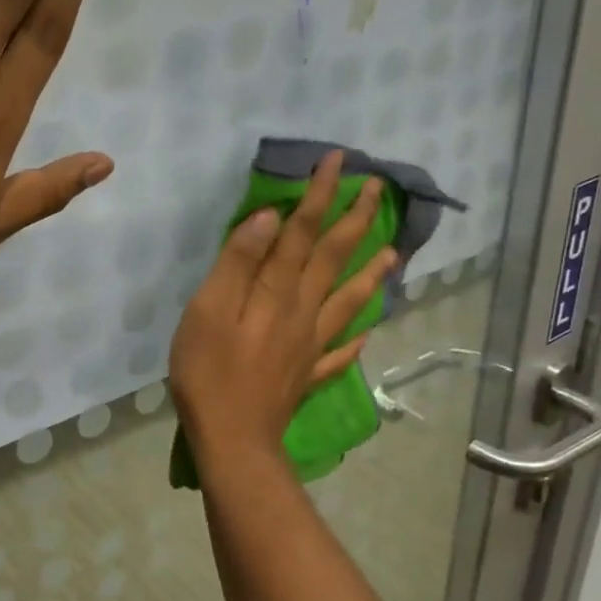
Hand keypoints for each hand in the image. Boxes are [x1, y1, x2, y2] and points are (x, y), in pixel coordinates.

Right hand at [170, 150, 397, 462]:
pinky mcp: (306, 375)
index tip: (339, 160)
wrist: (233, 440)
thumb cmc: (209, 373)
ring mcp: (310, 346)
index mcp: (277, 292)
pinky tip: (364, 335)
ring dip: (370, 273)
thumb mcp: (208, 310)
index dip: (320, 195)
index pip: (302, 232)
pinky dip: (353, 340)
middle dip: (355, 219)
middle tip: (377, 188)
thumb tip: (268, 219)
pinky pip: (338, 354)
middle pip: (334, 259)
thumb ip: (238, 263)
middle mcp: (302, 312)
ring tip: (392, 253)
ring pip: (348, 302)